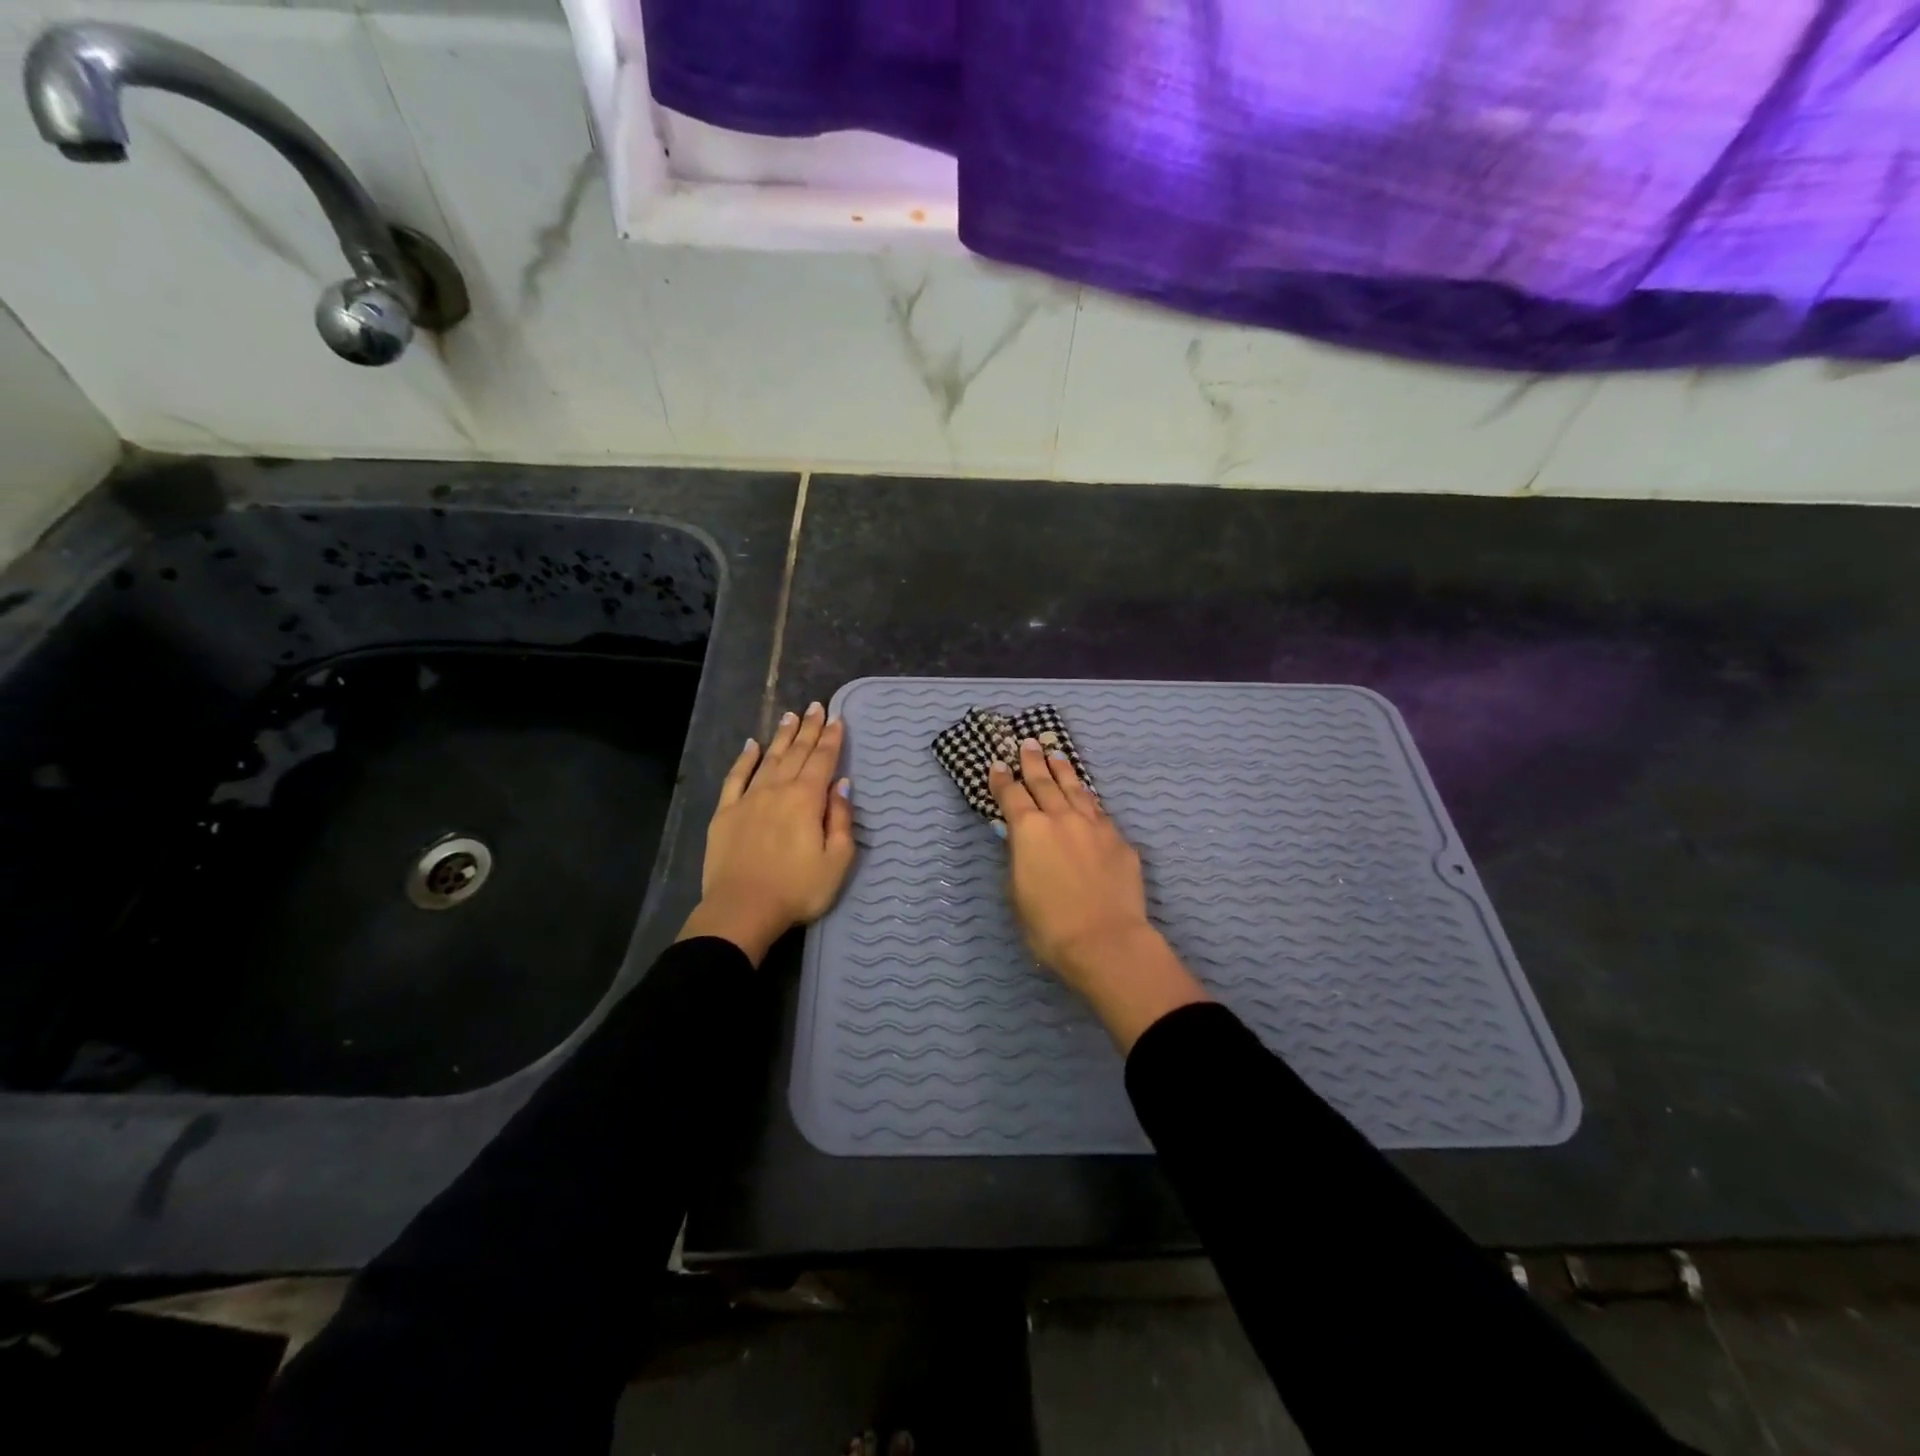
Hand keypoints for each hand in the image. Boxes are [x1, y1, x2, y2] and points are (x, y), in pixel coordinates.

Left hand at [679, 702, 854, 964]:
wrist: (742, 909)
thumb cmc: (797, 889)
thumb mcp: (836, 861)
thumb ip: (841, 820)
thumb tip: (842, 785)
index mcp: (807, 800)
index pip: (822, 760)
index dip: (831, 739)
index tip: (836, 718)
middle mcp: (778, 790)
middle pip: (796, 753)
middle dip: (808, 729)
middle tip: (815, 706)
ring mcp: (748, 799)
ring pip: (768, 759)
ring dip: (781, 737)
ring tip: (790, 716)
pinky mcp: (725, 813)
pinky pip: (736, 777)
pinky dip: (744, 759)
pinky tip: (751, 745)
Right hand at [990, 739, 1208, 1048]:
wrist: (1105, 940)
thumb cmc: (1049, 925)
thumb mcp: (1017, 891)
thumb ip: (1018, 858)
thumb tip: (1018, 839)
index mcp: (1029, 830)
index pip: (1010, 795)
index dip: (1001, 779)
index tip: (996, 764)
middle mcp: (1061, 818)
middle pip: (1044, 782)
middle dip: (1033, 762)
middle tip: (1028, 743)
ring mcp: (1094, 826)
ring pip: (1075, 789)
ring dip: (1063, 771)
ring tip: (1057, 755)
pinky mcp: (1119, 840)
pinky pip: (1099, 811)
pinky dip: (1088, 798)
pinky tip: (1087, 796)